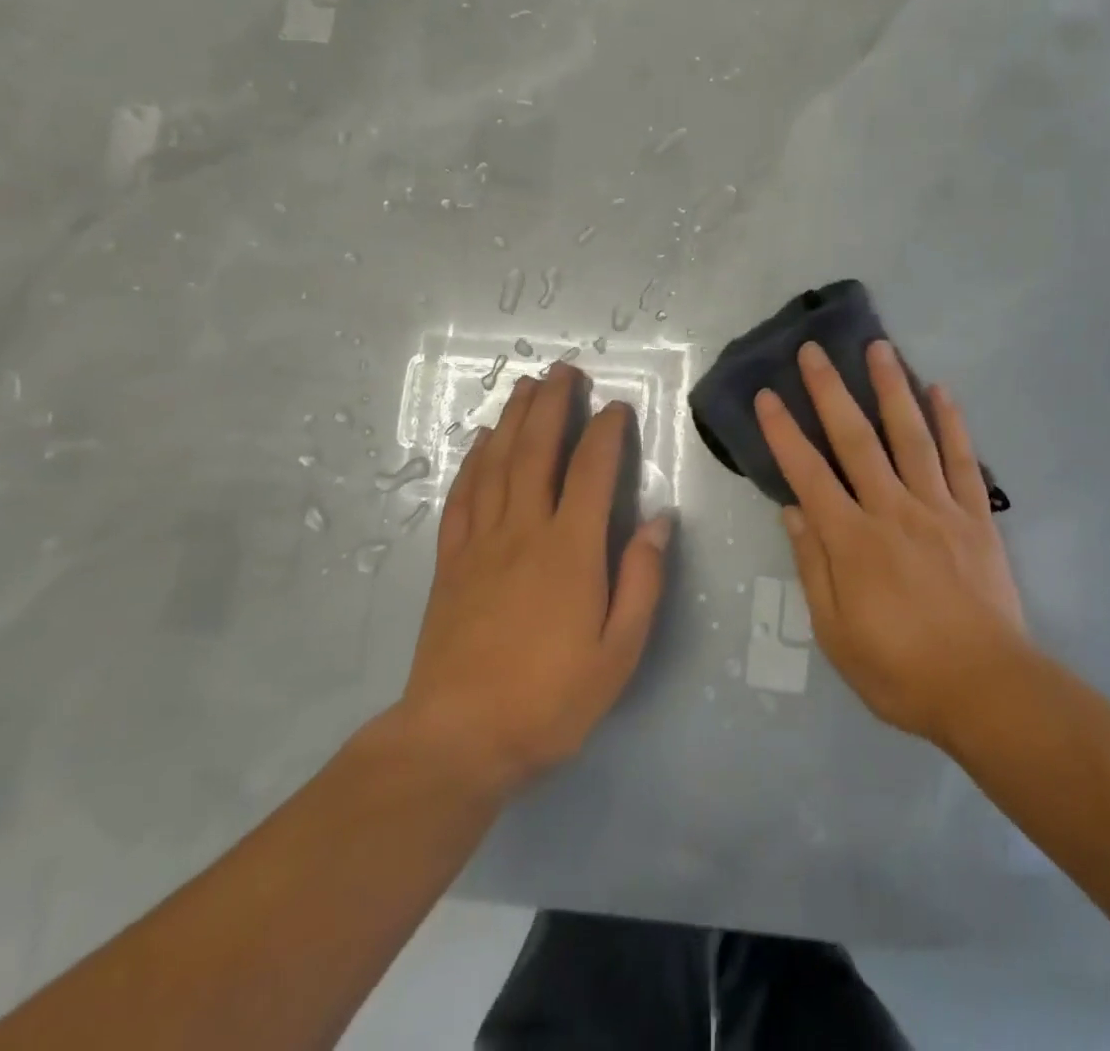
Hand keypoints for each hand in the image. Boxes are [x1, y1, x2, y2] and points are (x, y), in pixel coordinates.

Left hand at [393, 364, 669, 798]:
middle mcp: (523, 530)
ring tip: (525, 385)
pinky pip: (462, 497)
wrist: (458, 739)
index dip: (607, 432)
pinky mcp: (451, 562)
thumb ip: (641, 580)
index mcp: (570, 550)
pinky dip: (472, 462)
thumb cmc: (550, 699)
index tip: (618, 407)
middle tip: (563, 370)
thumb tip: (659, 521)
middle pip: (537, 450)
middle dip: (552, 404)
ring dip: (512, 419)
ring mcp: (481, 543)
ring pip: (497, 463)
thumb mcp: (618, 652)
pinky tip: (480, 442)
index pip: (592, 471)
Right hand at [756, 341, 1028, 747]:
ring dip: (891, 389)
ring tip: (878, 348)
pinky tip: (941, 390)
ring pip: (910, 436)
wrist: (987, 689)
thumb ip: (812, 566)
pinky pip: (962, 460)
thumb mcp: (836, 633)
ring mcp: (938, 508)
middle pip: (856, 440)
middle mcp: (892, 510)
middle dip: (831, 392)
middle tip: (814, 351)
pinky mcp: (975, 517)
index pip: (808, 474)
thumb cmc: (900, 670)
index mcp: (852, 540)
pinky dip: (952, 423)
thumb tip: (792, 510)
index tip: (767, 396)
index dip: (784, 432)